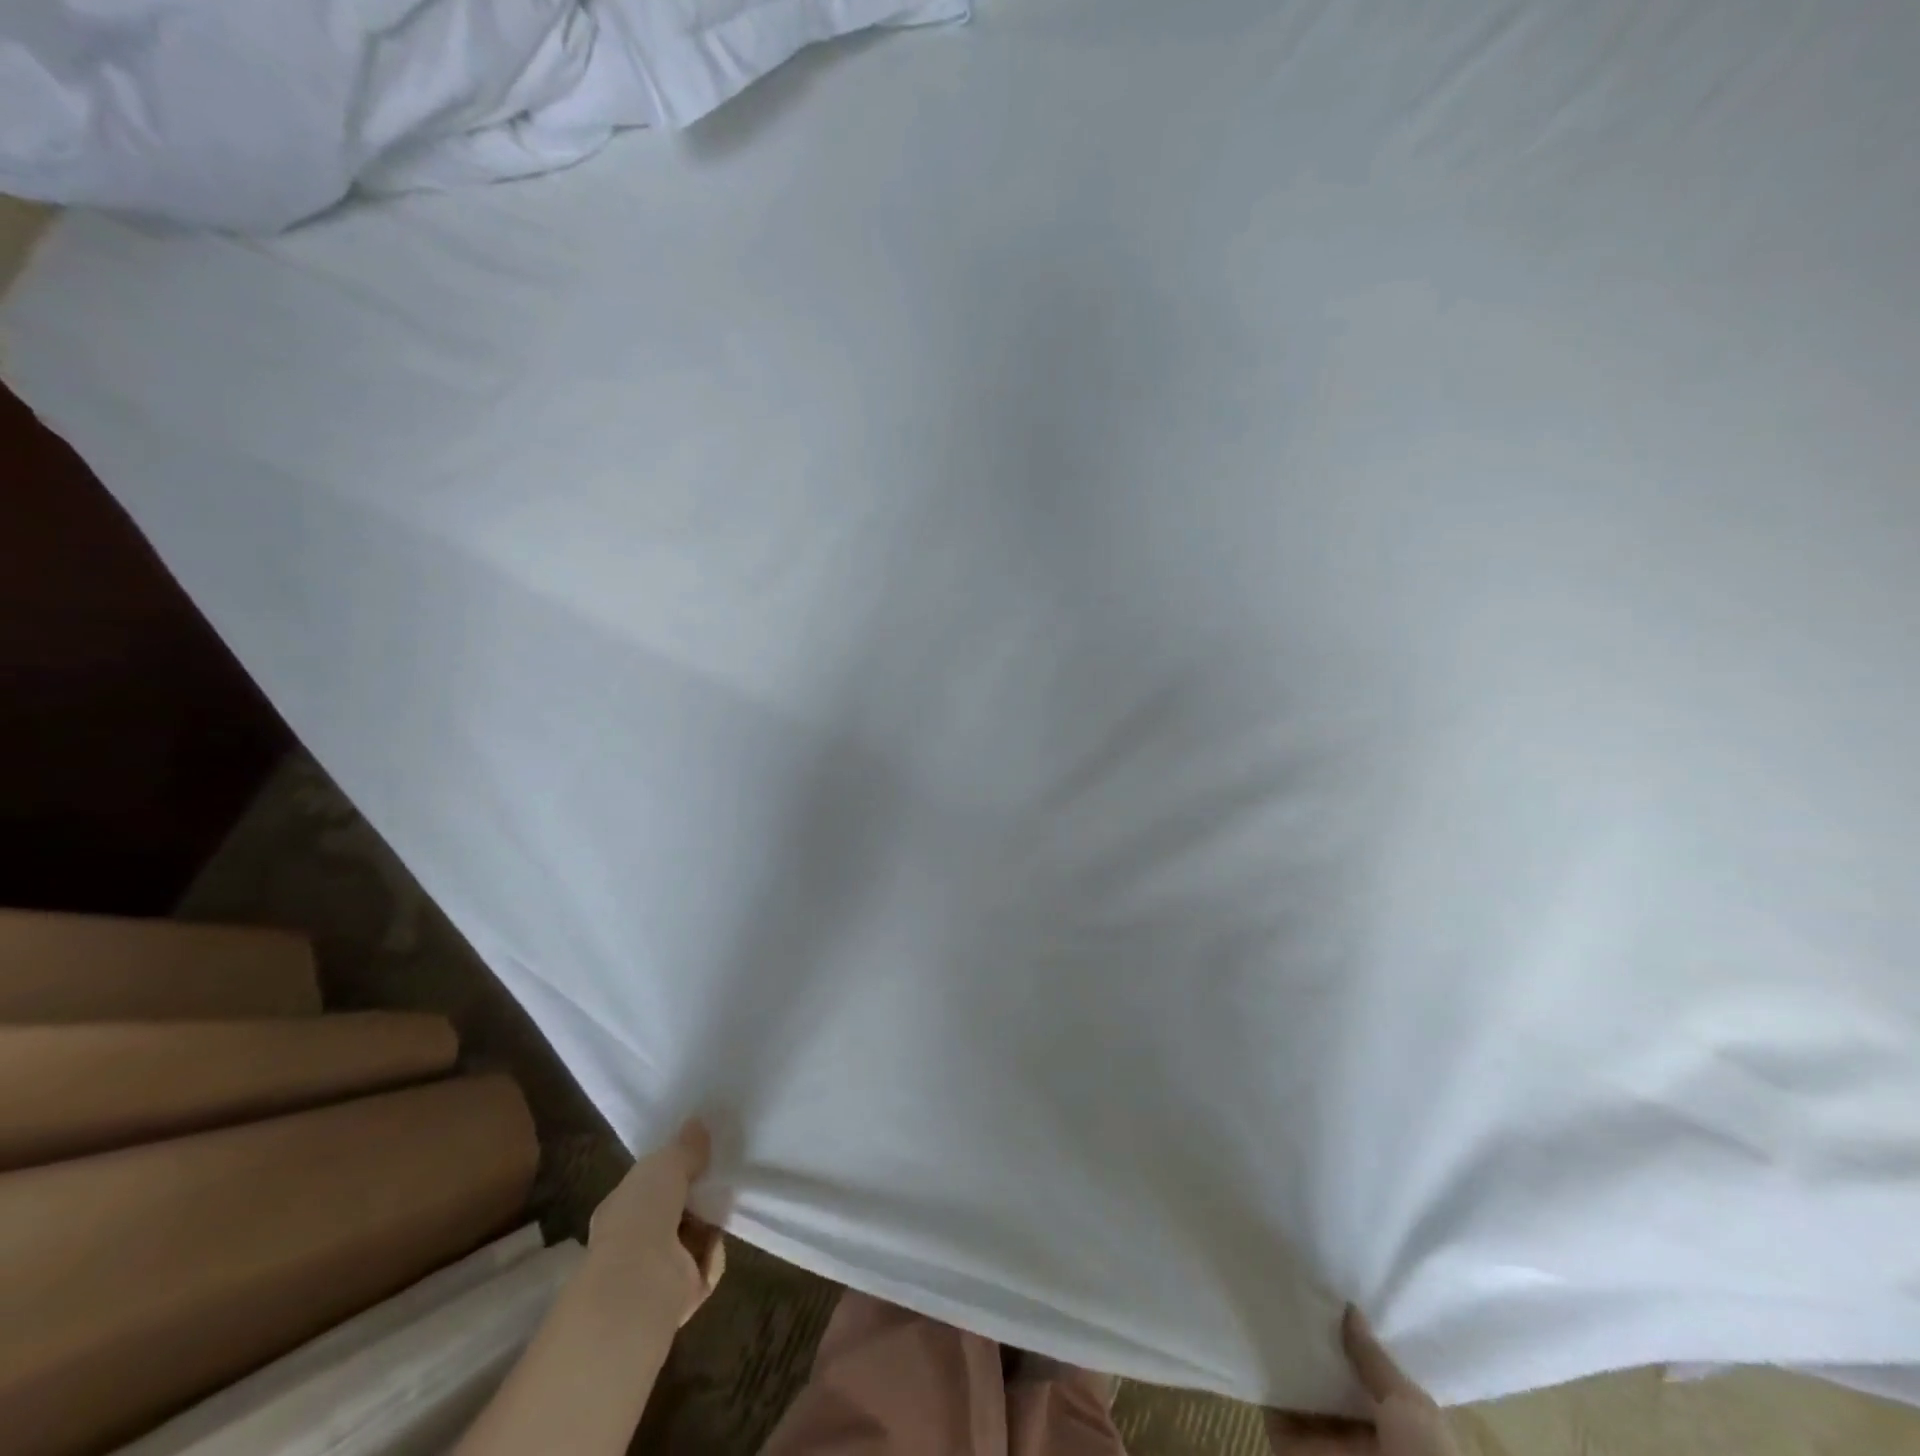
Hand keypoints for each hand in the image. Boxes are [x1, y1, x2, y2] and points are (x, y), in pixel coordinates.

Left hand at [587, 1118, 725, 1326]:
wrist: (639, 1285)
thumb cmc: (643, 1215)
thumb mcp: (665, 1164)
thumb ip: (685, 1147)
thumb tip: (697, 1124)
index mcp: (620, 1207)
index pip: (649, 1184)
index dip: (673, 1170)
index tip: (699, 1155)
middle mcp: (633, 1239)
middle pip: (675, 1209)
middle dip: (698, 1196)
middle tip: (718, 1178)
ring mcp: (654, 1269)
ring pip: (693, 1236)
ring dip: (710, 1224)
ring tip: (723, 1206)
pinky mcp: (679, 1293)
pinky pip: (705, 1264)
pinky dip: (713, 1255)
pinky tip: (714, 1244)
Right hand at [1264, 1306, 1457, 1455]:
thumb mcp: (1411, 1408)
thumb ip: (1375, 1361)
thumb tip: (1349, 1308)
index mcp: (1396, 1426)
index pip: (1368, 1373)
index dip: (1351, 1337)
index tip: (1329, 1290)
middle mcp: (1358, 1432)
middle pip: (1329, 1377)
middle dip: (1312, 1340)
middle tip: (1290, 1284)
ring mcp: (1323, 1442)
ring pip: (1298, 1387)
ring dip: (1284, 1354)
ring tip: (1266, 1297)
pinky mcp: (1290, 1446)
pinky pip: (1272, 1405)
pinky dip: (1264, 1376)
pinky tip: (1254, 1333)